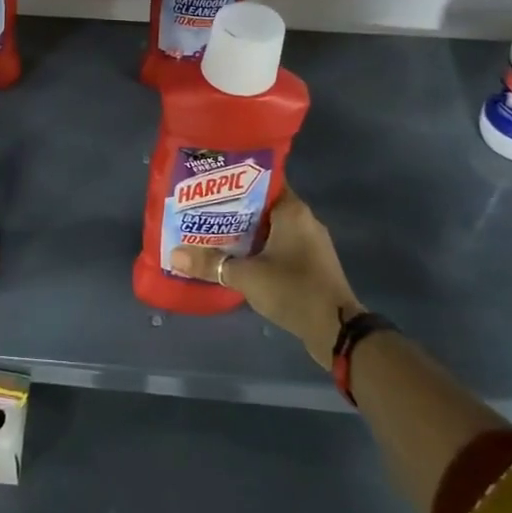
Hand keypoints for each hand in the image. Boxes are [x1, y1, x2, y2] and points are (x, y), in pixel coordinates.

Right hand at [169, 190, 361, 367]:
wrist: (337, 331)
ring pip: (270, 228)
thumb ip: (211, 264)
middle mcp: (303, 220)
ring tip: (212, 234)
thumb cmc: (293, 289)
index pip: (261, 181)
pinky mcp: (311, 264)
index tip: (209, 185)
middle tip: (202, 211)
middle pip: (262, 206)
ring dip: (245, 232)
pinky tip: (236, 259)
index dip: (234, 181)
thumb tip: (174, 255)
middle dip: (233, 209)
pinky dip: (259, 250)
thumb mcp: (246, 276)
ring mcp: (310, 244)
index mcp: (292, 211)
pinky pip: (280, 247)